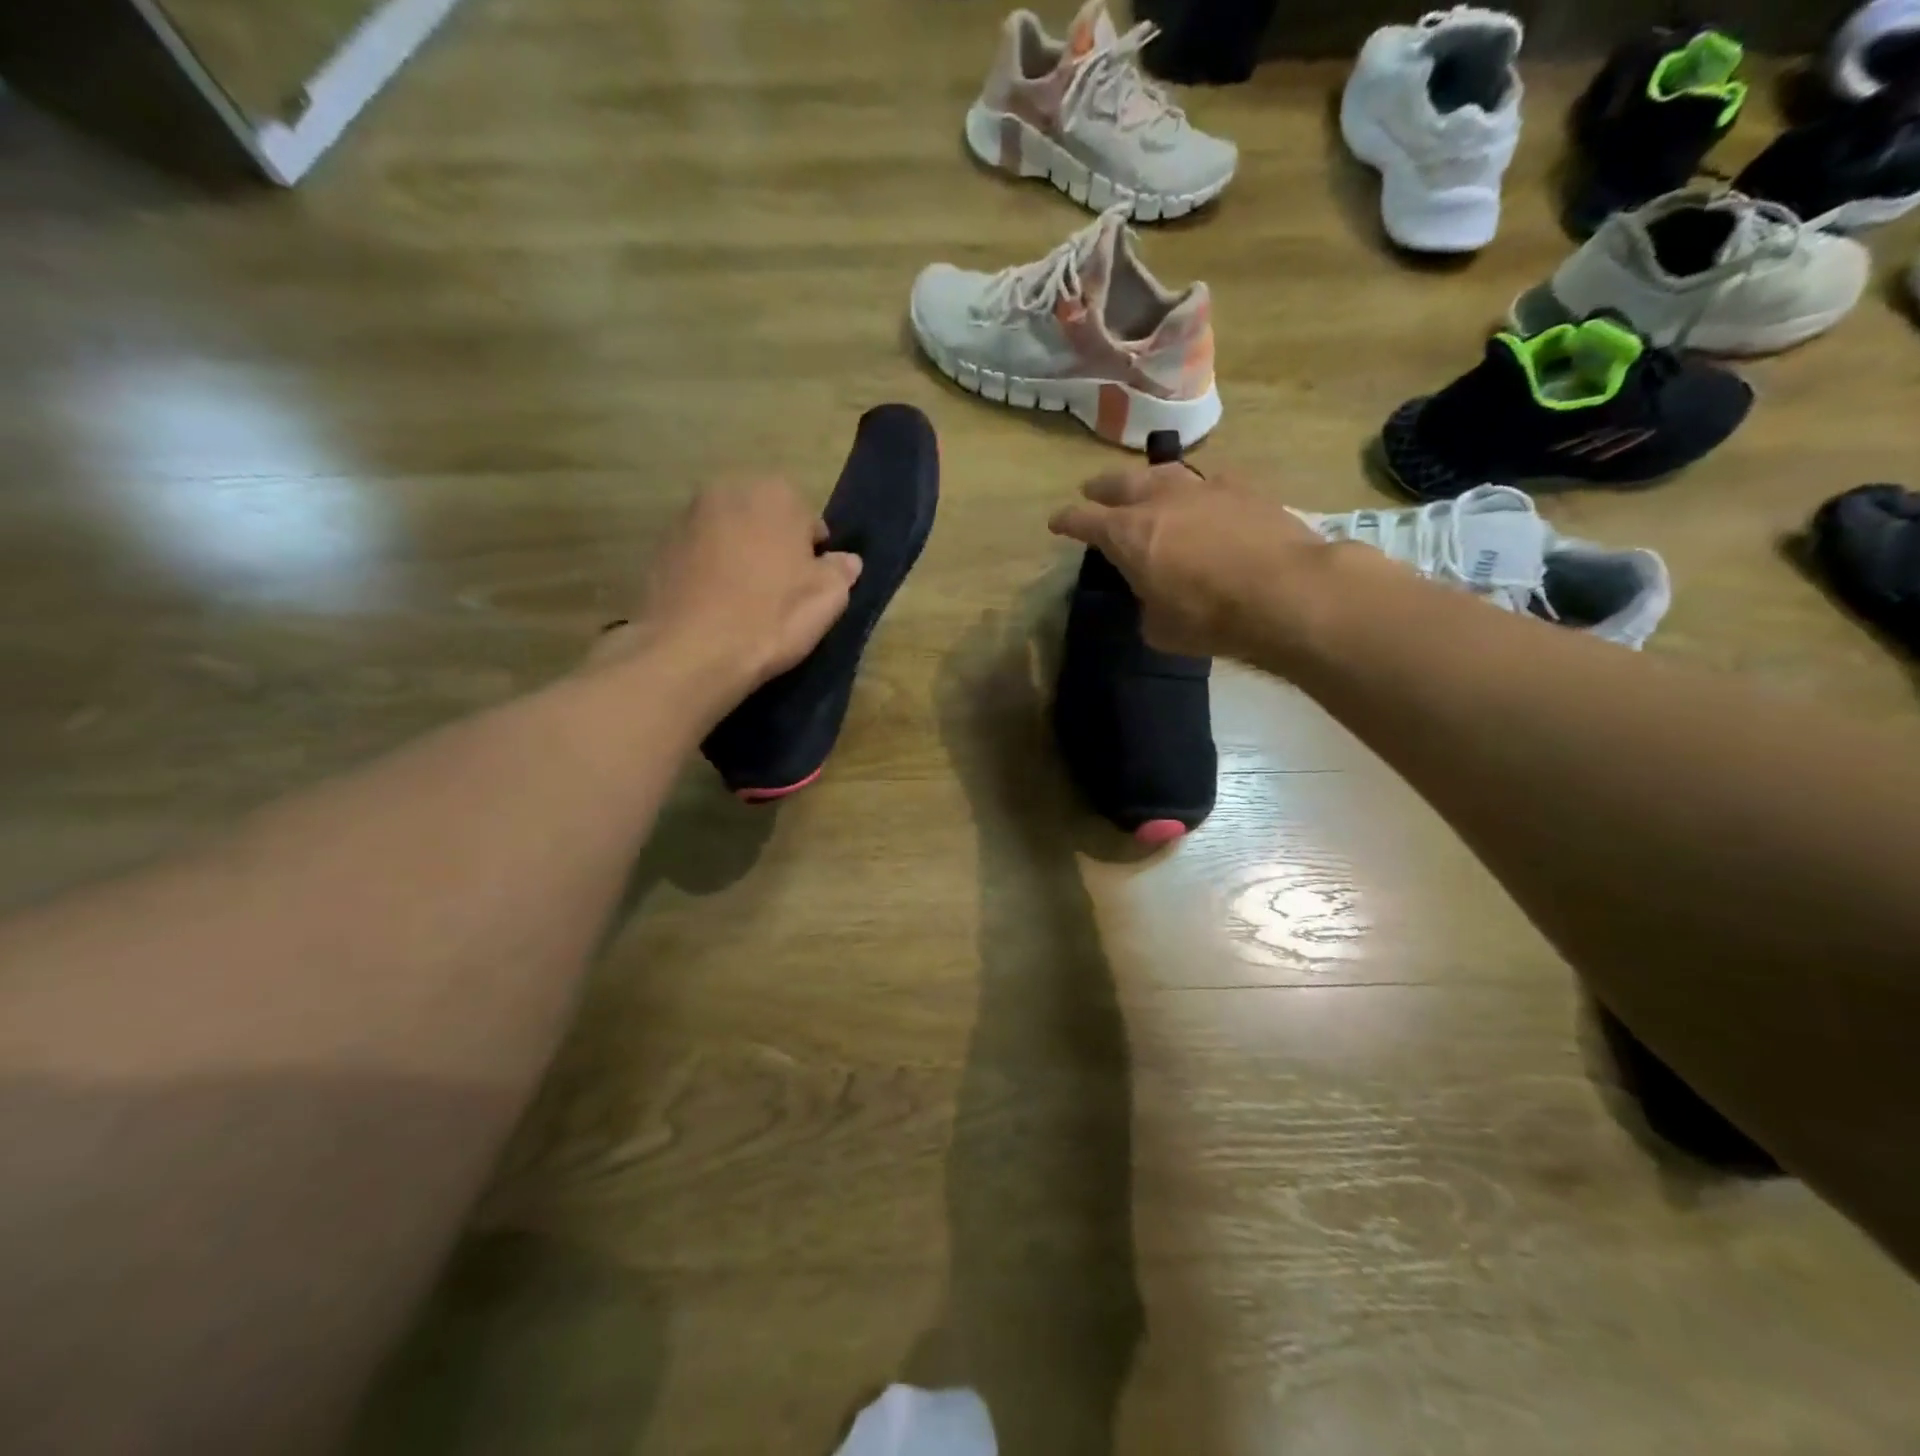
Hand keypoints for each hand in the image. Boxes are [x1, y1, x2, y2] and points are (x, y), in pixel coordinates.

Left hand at [600, 477, 861, 700]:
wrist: (691, 651)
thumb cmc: (771, 618)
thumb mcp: (827, 598)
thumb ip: (841, 571)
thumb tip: (846, 560)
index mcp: (775, 494)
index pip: (808, 520)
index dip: (812, 555)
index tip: (807, 586)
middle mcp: (728, 490)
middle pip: (765, 521)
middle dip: (773, 548)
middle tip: (778, 593)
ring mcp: (688, 516)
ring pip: (730, 535)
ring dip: (740, 557)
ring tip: (744, 602)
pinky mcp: (661, 546)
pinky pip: (700, 554)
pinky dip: (710, 571)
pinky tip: (715, 606)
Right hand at [1048, 463, 1335, 661]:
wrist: (1285, 591)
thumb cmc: (1210, 617)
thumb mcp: (1160, 629)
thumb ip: (1147, 606)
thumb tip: (1154, 598)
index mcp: (1129, 534)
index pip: (1084, 521)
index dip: (1067, 521)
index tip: (1056, 522)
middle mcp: (1160, 500)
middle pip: (1120, 483)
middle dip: (1101, 488)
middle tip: (1092, 490)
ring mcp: (1203, 488)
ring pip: (1164, 473)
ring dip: (1147, 479)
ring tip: (1143, 484)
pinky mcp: (1242, 489)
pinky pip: (1208, 482)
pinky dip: (1195, 490)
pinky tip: (1202, 498)